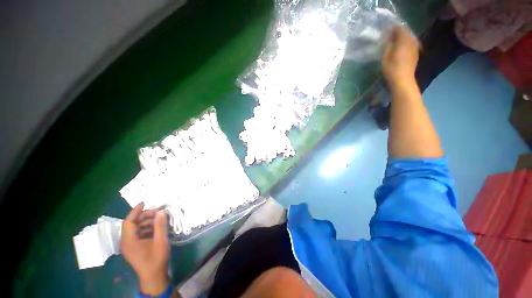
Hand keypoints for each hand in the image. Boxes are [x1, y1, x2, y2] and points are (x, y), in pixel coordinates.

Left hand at [121, 202, 169, 295]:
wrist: (154, 276)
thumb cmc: (156, 259)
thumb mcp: (160, 241)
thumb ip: (160, 225)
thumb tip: (161, 211)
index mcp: (129, 241)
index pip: (128, 222)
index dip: (136, 211)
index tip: (145, 202)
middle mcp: (127, 242)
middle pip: (133, 224)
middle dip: (145, 216)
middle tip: (159, 212)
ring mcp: (131, 245)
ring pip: (138, 228)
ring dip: (148, 222)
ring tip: (160, 219)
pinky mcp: (136, 248)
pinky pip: (140, 234)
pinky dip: (149, 228)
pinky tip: (158, 228)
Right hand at [382, 26, 419, 87]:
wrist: (403, 80)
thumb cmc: (392, 69)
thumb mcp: (385, 56)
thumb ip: (388, 45)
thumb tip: (388, 38)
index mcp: (404, 40)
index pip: (400, 28)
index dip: (393, 28)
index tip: (387, 31)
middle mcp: (412, 41)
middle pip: (406, 32)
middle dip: (398, 33)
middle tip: (390, 37)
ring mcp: (415, 47)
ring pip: (410, 38)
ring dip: (403, 38)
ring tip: (395, 42)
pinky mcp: (416, 53)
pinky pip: (411, 44)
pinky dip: (406, 43)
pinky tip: (401, 48)